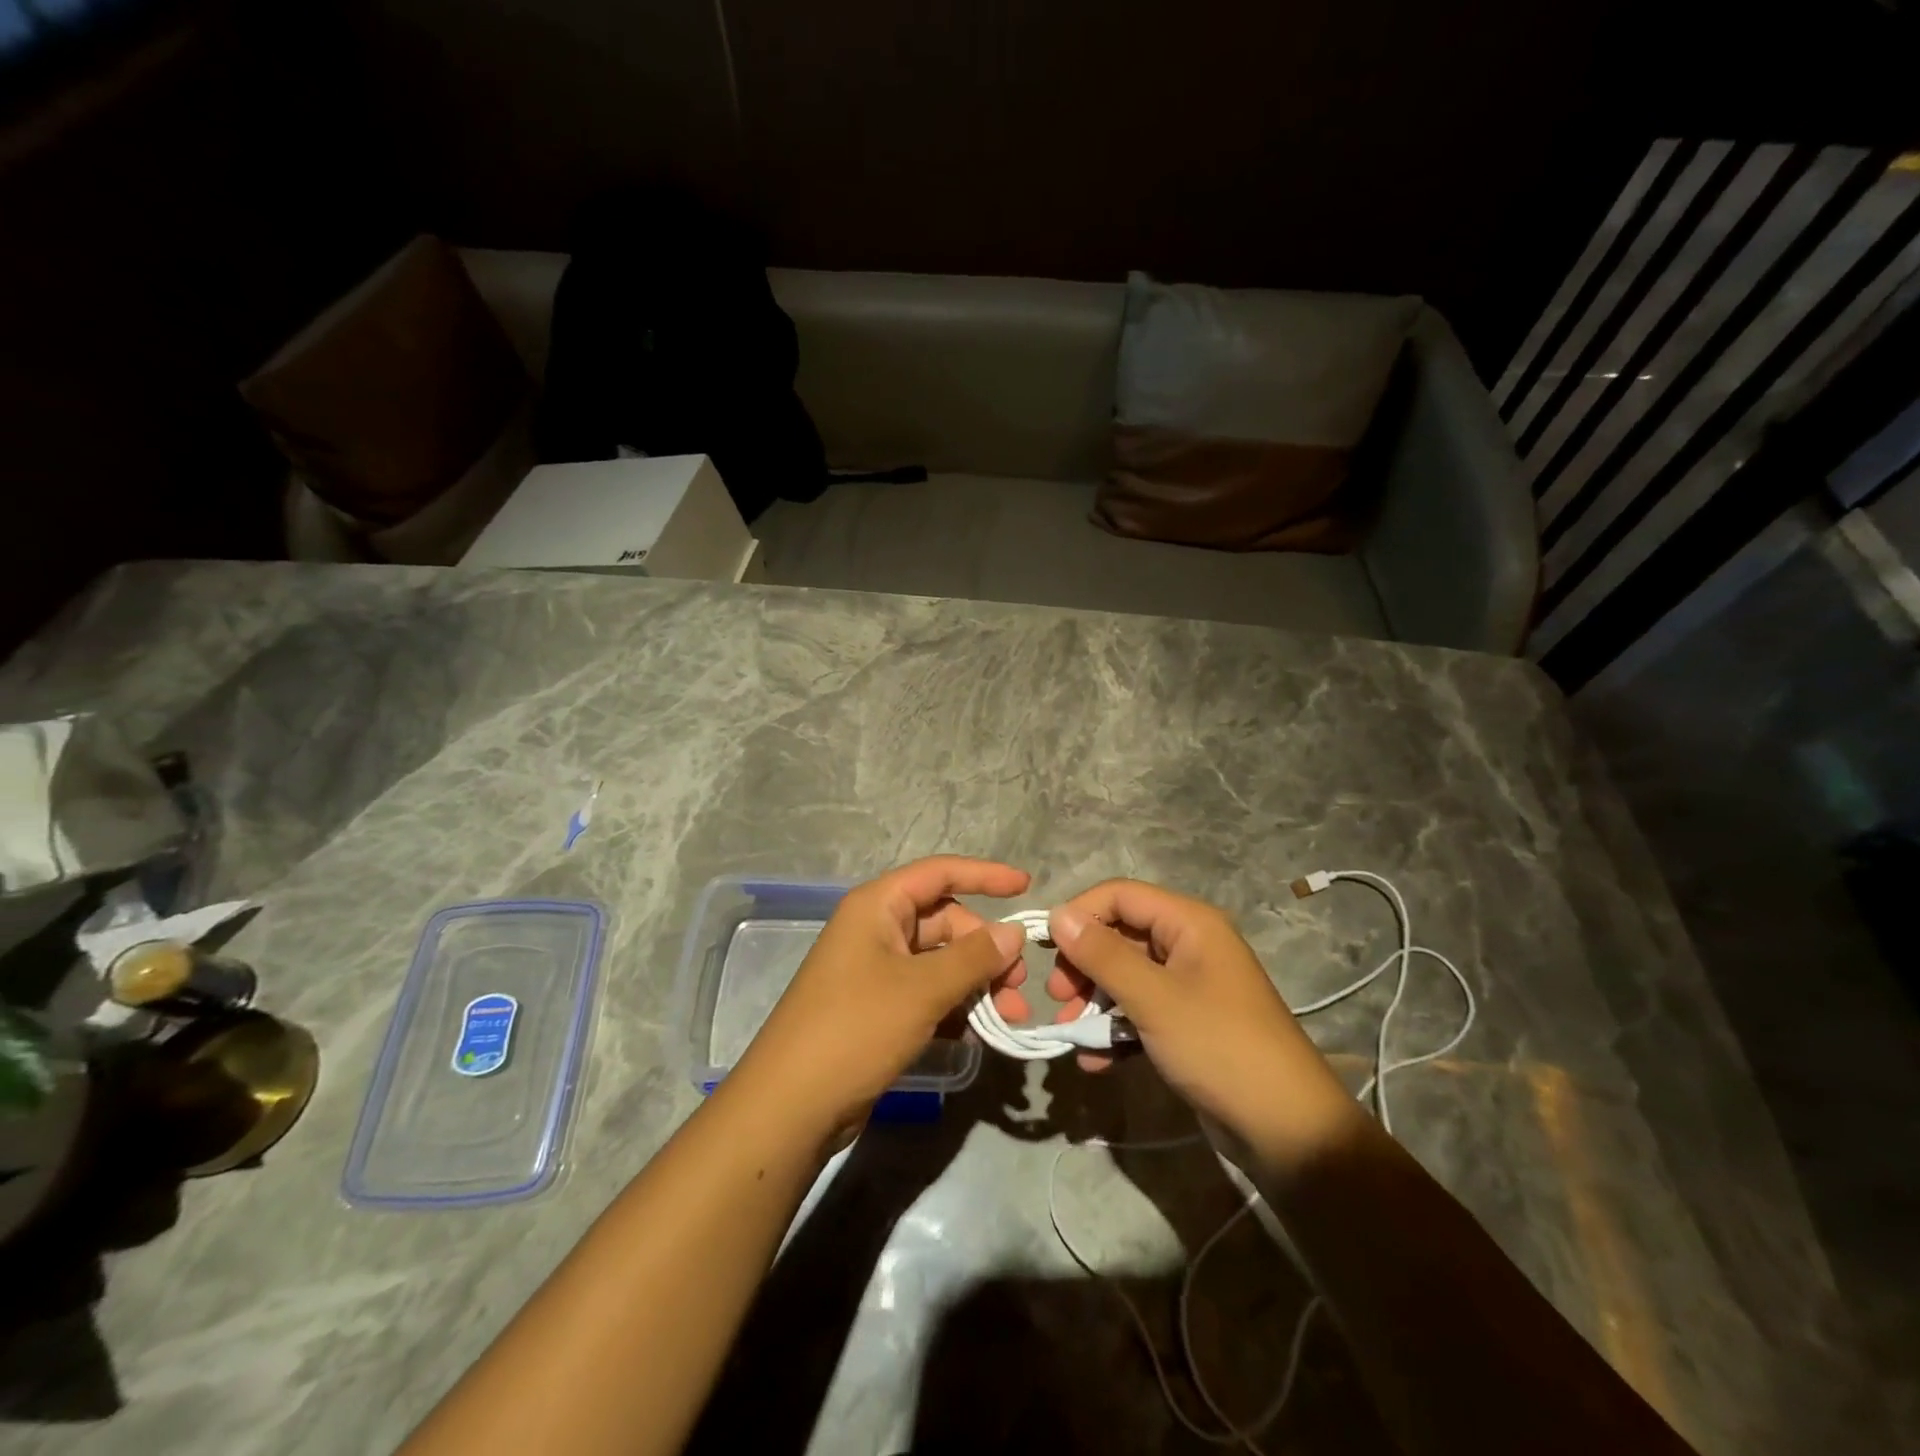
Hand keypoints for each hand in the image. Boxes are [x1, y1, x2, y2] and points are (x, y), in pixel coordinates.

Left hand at [731, 856, 1031, 1140]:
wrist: (792, 1105)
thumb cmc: (856, 1027)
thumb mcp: (921, 988)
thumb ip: (973, 957)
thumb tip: (1013, 932)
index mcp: (878, 906)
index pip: (939, 873)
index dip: (985, 875)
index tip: (1027, 886)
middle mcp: (876, 930)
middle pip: (945, 922)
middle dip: (986, 948)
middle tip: (1019, 985)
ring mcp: (876, 971)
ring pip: (940, 962)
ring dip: (977, 982)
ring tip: (1009, 1016)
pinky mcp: (878, 1008)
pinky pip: (928, 992)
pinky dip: (956, 1005)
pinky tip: (980, 1031)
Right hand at [1047, 880, 1356, 1160]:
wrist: (1286, 1130)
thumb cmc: (1218, 1047)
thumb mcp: (1154, 998)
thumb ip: (1103, 955)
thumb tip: (1058, 915)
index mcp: (1189, 923)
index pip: (1120, 896)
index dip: (1080, 914)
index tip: (1047, 950)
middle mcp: (1189, 945)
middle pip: (1120, 935)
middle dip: (1084, 964)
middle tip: (1058, 997)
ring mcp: (1189, 986)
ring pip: (1126, 977)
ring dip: (1094, 1002)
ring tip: (1070, 1033)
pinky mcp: (1187, 1023)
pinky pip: (1140, 1012)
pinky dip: (1115, 1030)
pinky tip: (1094, 1060)